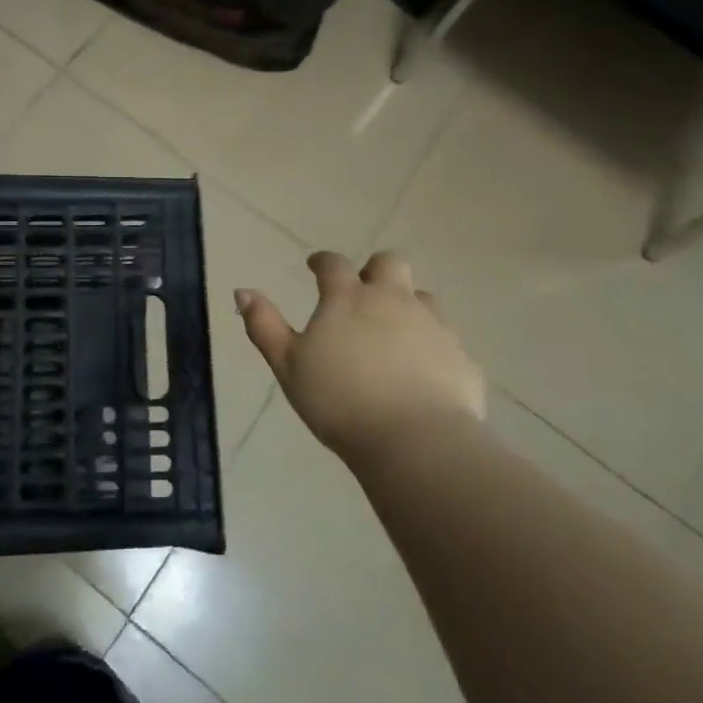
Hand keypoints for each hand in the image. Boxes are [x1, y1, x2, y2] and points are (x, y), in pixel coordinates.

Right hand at [235, 250, 485, 460]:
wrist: (415, 441)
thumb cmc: (340, 402)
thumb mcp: (288, 366)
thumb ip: (264, 326)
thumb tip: (242, 291)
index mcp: (348, 298)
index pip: (334, 264)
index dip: (322, 261)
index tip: (315, 266)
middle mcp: (393, 300)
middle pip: (389, 263)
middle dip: (374, 269)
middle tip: (363, 291)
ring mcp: (432, 325)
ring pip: (423, 297)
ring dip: (407, 304)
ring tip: (394, 331)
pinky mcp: (460, 355)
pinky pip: (446, 338)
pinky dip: (431, 344)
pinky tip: (423, 369)